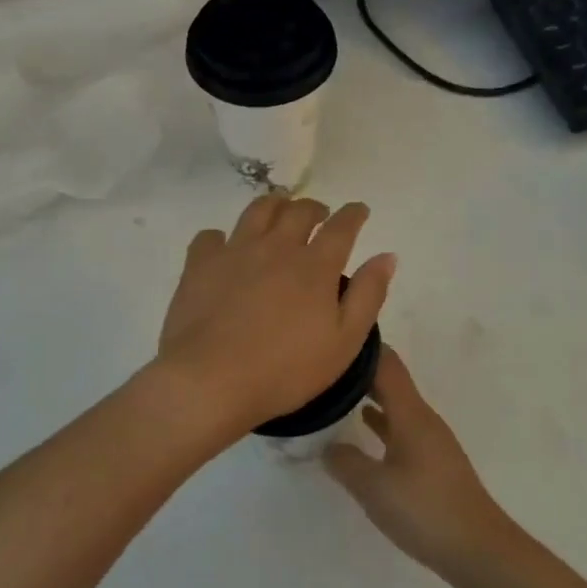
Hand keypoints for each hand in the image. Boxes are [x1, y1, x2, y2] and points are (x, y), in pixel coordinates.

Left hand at [156, 195, 395, 434]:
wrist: (211, 381)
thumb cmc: (285, 370)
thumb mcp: (344, 342)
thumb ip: (368, 295)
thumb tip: (387, 257)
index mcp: (315, 266)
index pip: (341, 226)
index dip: (354, 214)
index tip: (359, 210)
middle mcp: (276, 247)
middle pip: (299, 210)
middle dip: (315, 208)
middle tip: (319, 216)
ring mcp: (235, 251)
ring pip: (258, 211)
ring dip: (275, 206)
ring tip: (279, 213)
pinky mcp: (200, 265)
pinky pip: (211, 236)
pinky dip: (223, 237)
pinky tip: (226, 248)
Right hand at [324, 348, 523, 585]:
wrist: (479, 549)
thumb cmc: (425, 511)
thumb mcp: (374, 488)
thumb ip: (345, 463)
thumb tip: (326, 446)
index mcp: (411, 414)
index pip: (386, 365)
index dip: (361, 349)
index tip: (331, 339)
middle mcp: (423, 419)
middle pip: (391, 381)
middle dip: (360, 371)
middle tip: (323, 367)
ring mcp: (431, 440)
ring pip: (396, 405)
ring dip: (369, 396)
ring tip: (335, 393)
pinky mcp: (433, 462)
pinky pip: (401, 428)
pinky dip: (381, 423)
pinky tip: (364, 429)